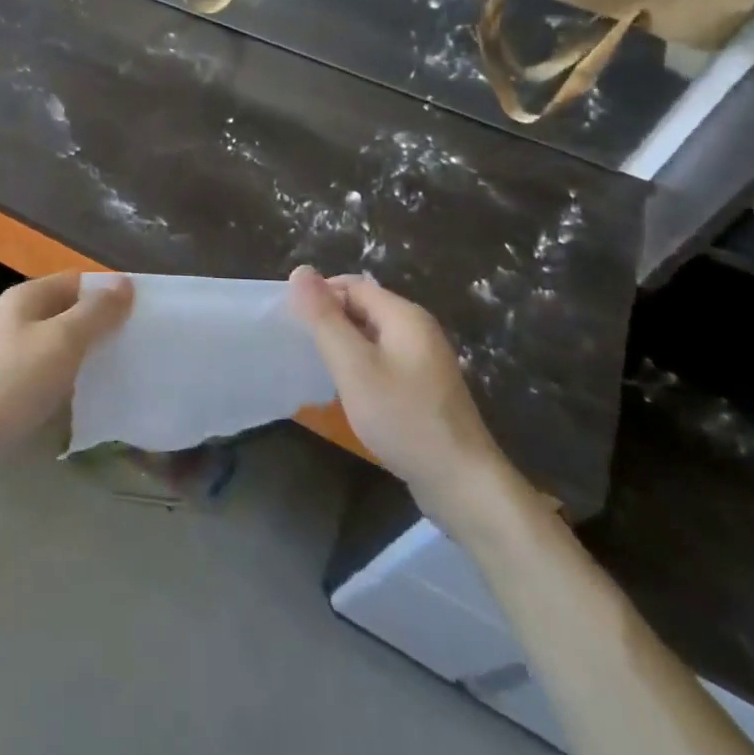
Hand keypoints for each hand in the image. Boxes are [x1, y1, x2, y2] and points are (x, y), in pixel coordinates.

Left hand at [0, 271, 131, 468]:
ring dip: (84, 350)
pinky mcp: (4, 378)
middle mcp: (15, 314)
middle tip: (133, 344)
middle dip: (99, 323)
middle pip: (67, 309)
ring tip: (116, 367)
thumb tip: (125, 283)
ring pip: (57, 339)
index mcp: (27, 296)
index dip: (109, 293)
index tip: (141, 315)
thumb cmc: (14, 380)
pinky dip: (66, 372)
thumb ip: (95, 313)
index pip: (78, 281)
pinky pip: (45, 365)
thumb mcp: (62, 342)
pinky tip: (82, 390)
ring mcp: (7, 346)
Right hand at [289, 266, 528, 540]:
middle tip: (300, 347)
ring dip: (343, 345)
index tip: (291, 323)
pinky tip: (347, 390)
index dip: (319, 296)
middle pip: (363, 307)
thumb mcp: (354, 366)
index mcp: (404, 315)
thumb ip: (324, 318)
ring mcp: (424, 360)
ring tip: (317, 368)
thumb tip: (300, 270)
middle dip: (330, 321)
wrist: (462, 483)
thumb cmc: (403, 418)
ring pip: (371, 336)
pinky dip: (360, 366)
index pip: (352, 285)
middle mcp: (418, 329)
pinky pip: (383, 360)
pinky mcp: (424, 387)